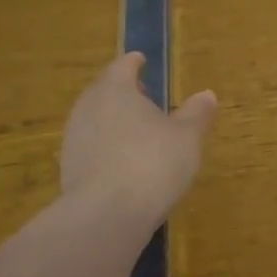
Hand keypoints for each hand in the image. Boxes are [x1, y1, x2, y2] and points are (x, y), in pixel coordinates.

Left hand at [61, 53, 216, 221]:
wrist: (106, 215)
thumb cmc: (152, 163)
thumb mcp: (187, 138)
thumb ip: (197, 114)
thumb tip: (207, 94)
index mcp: (115, 89)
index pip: (123, 66)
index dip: (134, 63)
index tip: (141, 60)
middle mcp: (88, 107)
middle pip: (104, 90)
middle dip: (123, 92)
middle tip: (144, 97)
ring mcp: (73, 138)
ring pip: (95, 119)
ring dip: (114, 121)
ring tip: (137, 132)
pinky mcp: (69, 169)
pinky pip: (91, 147)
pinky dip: (107, 147)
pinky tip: (124, 163)